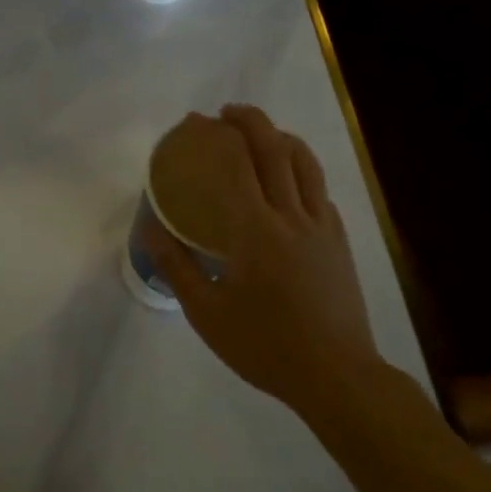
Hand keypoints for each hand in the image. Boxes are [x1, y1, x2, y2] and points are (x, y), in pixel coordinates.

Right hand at [143, 105, 382, 425]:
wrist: (338, 377)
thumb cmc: (265, 345)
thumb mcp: (206, 312)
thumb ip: (176, 265)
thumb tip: (151, 229)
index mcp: (255, 230)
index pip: (235, 164)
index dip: (215, 135)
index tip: (196, 122)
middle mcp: (291, 216)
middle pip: (274, 150)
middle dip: (250, 121)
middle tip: (227, 113)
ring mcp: (322, 227)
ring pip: (306, 164)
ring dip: (282, 137)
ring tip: (262, 133)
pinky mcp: (340, 241)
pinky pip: (320, 190)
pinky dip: (302, 171)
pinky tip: (290, 183)